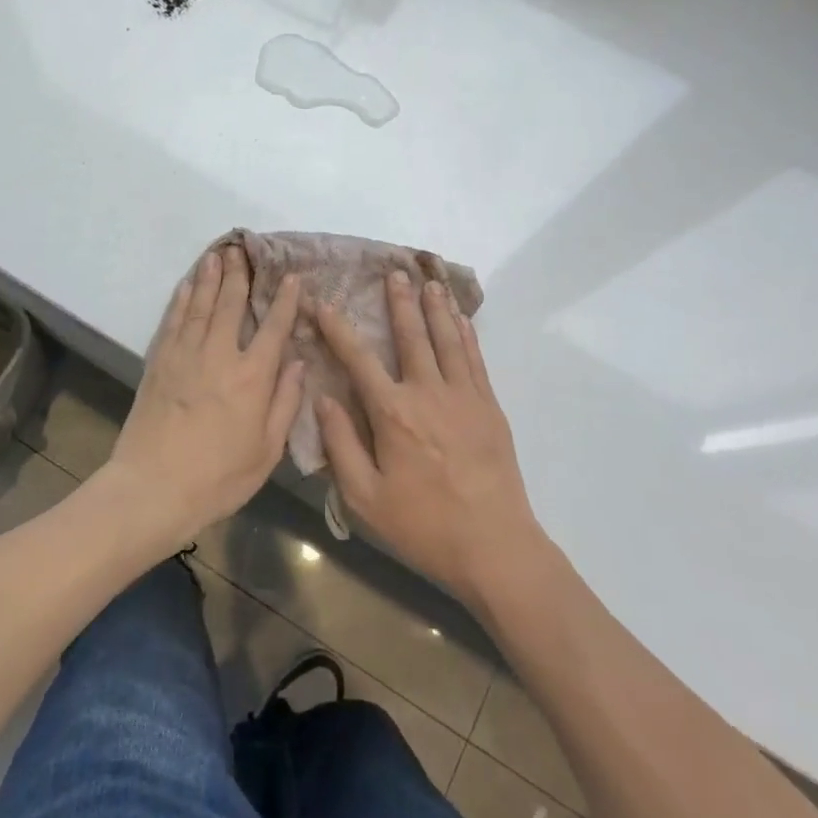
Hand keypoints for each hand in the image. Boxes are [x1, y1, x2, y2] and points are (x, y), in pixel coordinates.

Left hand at [105, 246, 303, 551]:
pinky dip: (183, 298)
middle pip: (232, 304)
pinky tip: (188, 285)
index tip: (292, 276)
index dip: (285, 300)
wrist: (153, 488)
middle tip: (242, 249)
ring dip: (210, 277)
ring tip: (216, 255)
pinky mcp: (159, 362)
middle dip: (240, 275)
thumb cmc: (218, 477)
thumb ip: (285, 403)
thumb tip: (298, 363)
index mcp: (252, 376)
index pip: (274, 327)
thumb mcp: (266, 450)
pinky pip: (174, 320)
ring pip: (201, 305)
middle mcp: (219, 355)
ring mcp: (185, 354)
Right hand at [315, 272, 544, 607]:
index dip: (338, 329)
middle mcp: (428, 392)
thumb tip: (323, 398)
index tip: (323, 302)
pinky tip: (460, 319)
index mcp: (392, 413)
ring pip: (447, 339)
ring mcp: (464, 396)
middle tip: (394, 271)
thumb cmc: (422, 525)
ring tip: (429, 281)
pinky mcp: (489, 407)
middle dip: (399, 302)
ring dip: (436, 308)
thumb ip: (341, 444)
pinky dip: (466, 334)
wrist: (494, 546)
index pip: (358, 359)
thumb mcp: (365, 497)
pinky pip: (475, 359)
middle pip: (410, 336)